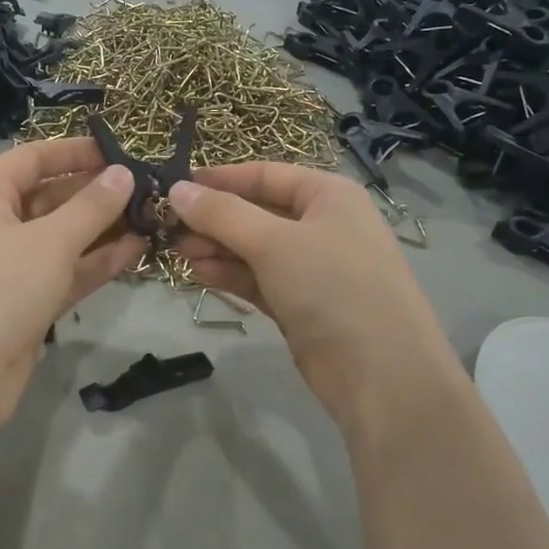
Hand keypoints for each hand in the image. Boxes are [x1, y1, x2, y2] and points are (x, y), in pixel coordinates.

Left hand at [0, 137, 143, 425]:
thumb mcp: (50, 240)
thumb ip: (92, 206)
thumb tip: (124, 174)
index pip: (33, 158)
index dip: (75, 152)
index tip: (120, 152)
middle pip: (50, 197)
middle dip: (96, 194)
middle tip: (147, 189)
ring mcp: (10, 266)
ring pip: (62, 238)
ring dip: (103, 229)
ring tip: (151, 217)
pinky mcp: (25, 302)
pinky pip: (65, 271)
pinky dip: (96, 262)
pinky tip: (137, 250)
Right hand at [169, 164, 459, 435]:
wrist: (380, 374)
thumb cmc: (332, 287)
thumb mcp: (273, 242)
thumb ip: (222, 214)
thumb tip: (177, 189)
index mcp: (329, 196)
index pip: (266, 175)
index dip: (220, 179)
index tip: (174, 186)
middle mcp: (323, 226)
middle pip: (257, 212)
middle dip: (213, 219)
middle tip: (167, 227)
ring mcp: (313, 268)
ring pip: (254, 249)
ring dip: (217, 248)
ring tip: (177, 252)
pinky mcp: (301, 305)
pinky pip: (258, 279)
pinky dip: (230, 275)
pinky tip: (199, 273)